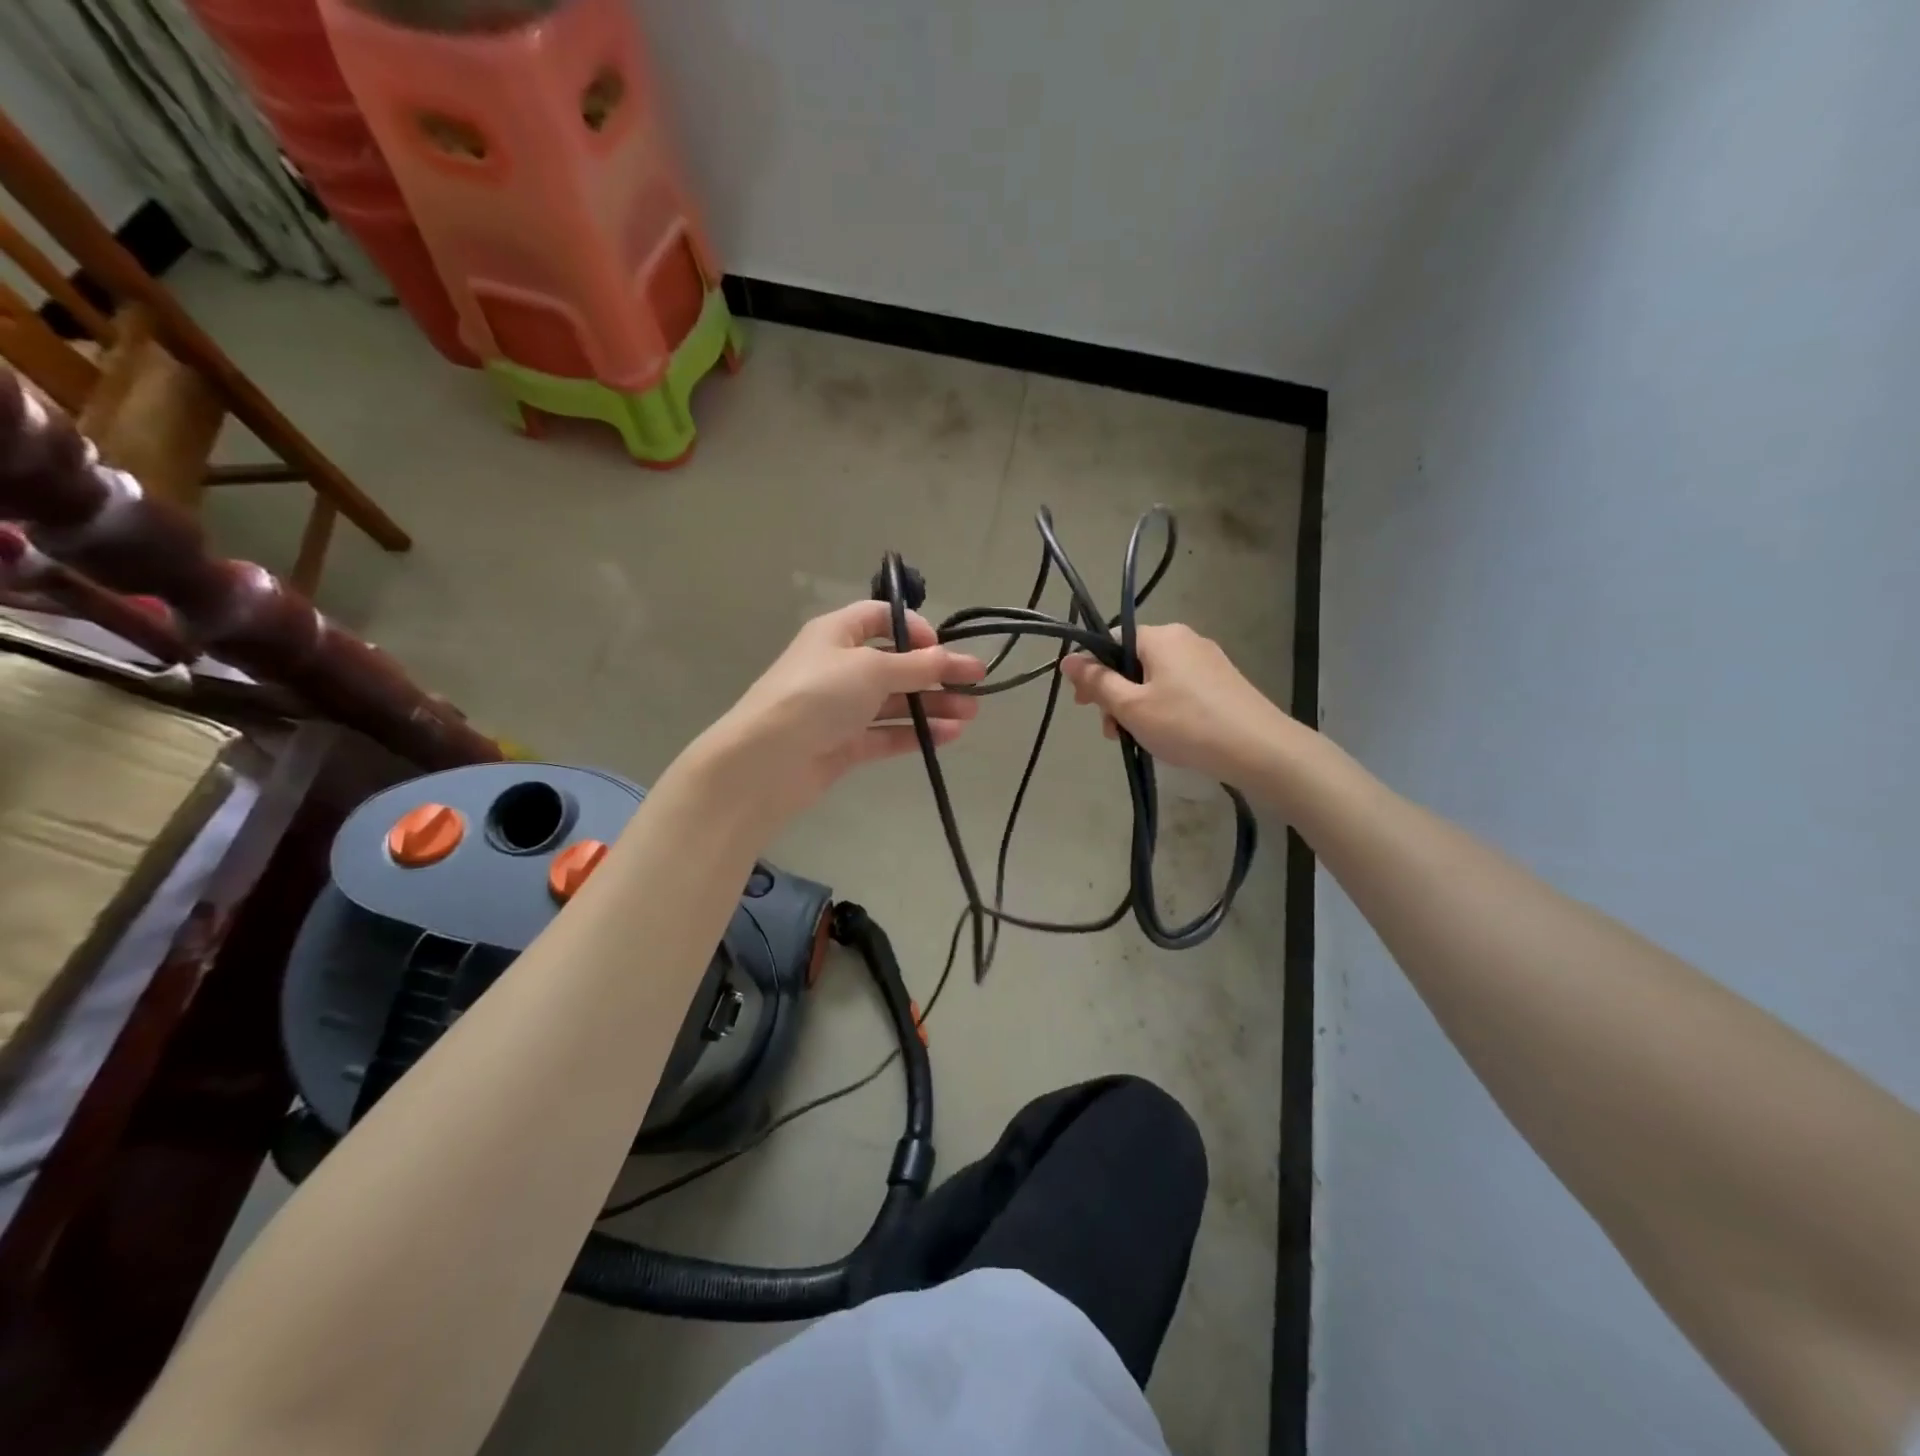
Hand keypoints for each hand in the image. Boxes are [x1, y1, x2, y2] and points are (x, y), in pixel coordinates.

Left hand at [692, 600, 985, 822]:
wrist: (766, 760)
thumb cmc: (818, 695)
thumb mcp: (872, 669)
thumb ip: (919, 665)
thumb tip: (958, 659)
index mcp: (837, 634)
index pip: (880, 618)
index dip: (914, 628)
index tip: (942, 648)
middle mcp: (839, 668)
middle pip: (896, 664)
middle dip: (936, 674)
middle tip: (976, 686)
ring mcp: (841, 709)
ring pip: (895, 703)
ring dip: (933, 706)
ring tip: (971, 714)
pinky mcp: (845, 745)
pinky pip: (887, 734)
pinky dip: (916, 734)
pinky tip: (949, 736)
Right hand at [1059, 623, 1288, 783]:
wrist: (1259, 749)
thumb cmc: (1186, 724)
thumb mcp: (1131, 707)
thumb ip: (1097, 682)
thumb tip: (1067, 660)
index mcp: (1159, 637)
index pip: (1112, 641)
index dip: (1092, 671)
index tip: (1084, 705)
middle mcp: (1184, 638)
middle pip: (1133, 661)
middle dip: (1115, 694)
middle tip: (1110, 731)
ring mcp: (1208, 659)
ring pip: (1156, 677)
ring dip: (1137, 705)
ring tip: (1136, 739)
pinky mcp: (1223, 681)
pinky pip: (1179, 687)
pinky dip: (1163, 707)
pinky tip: (1166, 735)